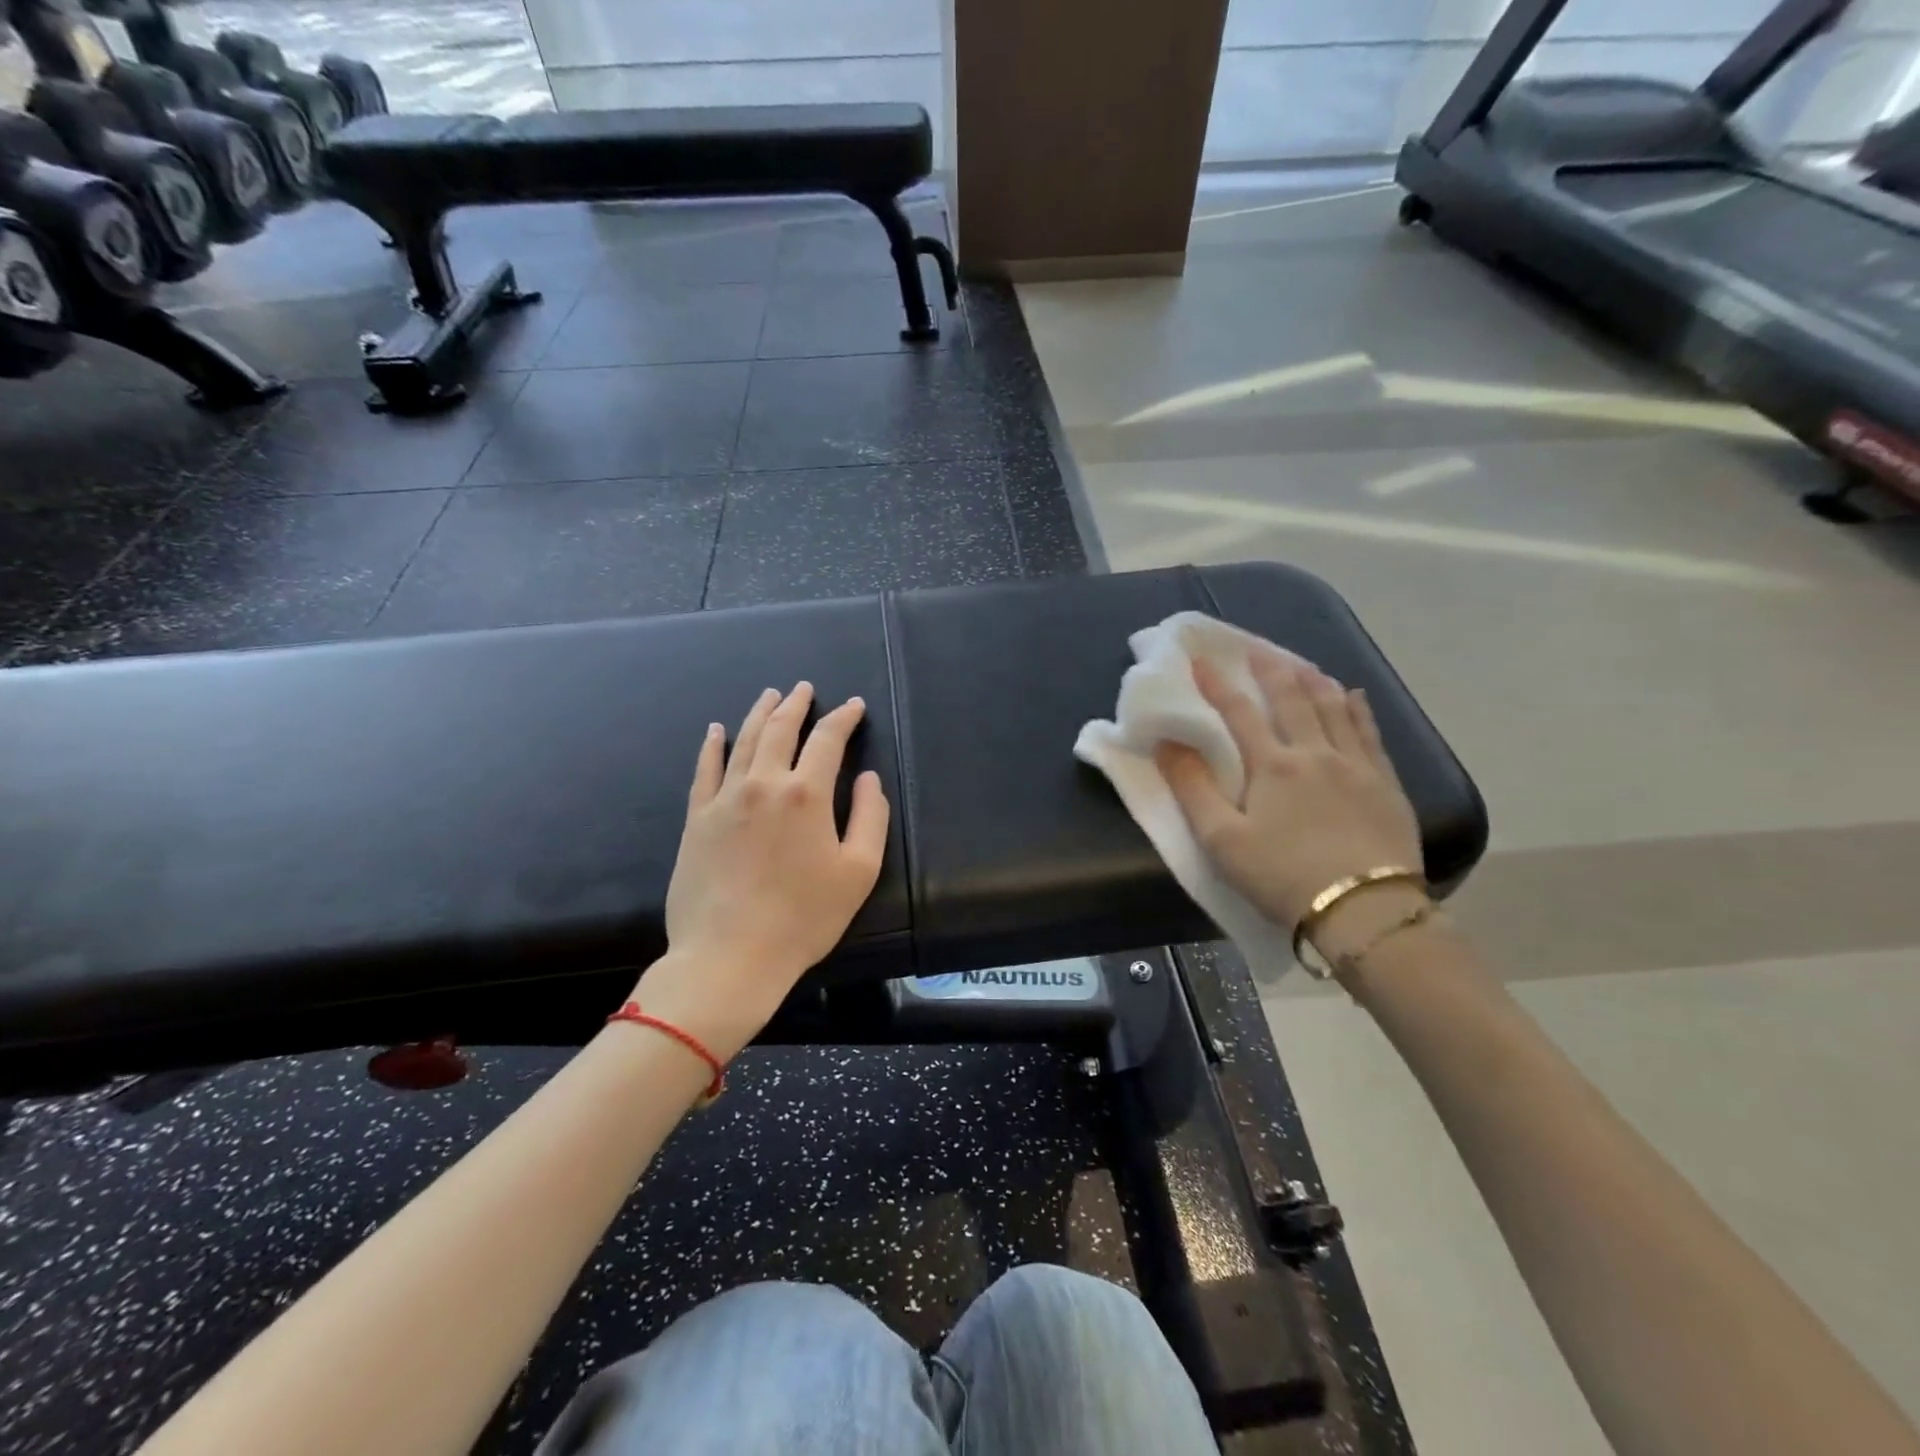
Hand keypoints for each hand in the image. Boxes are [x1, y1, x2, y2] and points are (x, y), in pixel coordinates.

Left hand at [637, 682, 889, 1059]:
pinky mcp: (697, 819)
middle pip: (781, 729)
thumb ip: (869, 817)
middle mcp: (764, 784)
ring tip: (770, 695)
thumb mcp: (858, 871)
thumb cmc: (804, 917)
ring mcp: (724, 799)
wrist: (730, 955)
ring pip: (744, 741)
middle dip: (796, 705)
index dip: (843, 719)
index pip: (828, 740)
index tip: (853, 706)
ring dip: (760, 713)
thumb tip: (867, 778)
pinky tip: (717, 730)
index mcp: (806, 794)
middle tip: (805, 688)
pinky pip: (704, 770)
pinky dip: (713, 745)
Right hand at [1155, 651, 1423, 953]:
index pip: (1239, 712)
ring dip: (1314, 681)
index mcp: (1272, 765)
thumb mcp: (1222, 839)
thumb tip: (1166, 743)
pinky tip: (1353, 696)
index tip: (1201, 660)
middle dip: (1271, 670)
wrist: (1364, 911)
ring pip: (1334, 709)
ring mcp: (1356, 766)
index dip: (1217, 684)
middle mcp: (1315, 753)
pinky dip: (1358, 709)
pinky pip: (1370, 733)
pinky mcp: (1386, 784)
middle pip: (1292, 700)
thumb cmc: (1282, 876)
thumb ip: (1192, 788)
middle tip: (1258, 648)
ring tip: (1302, 664)